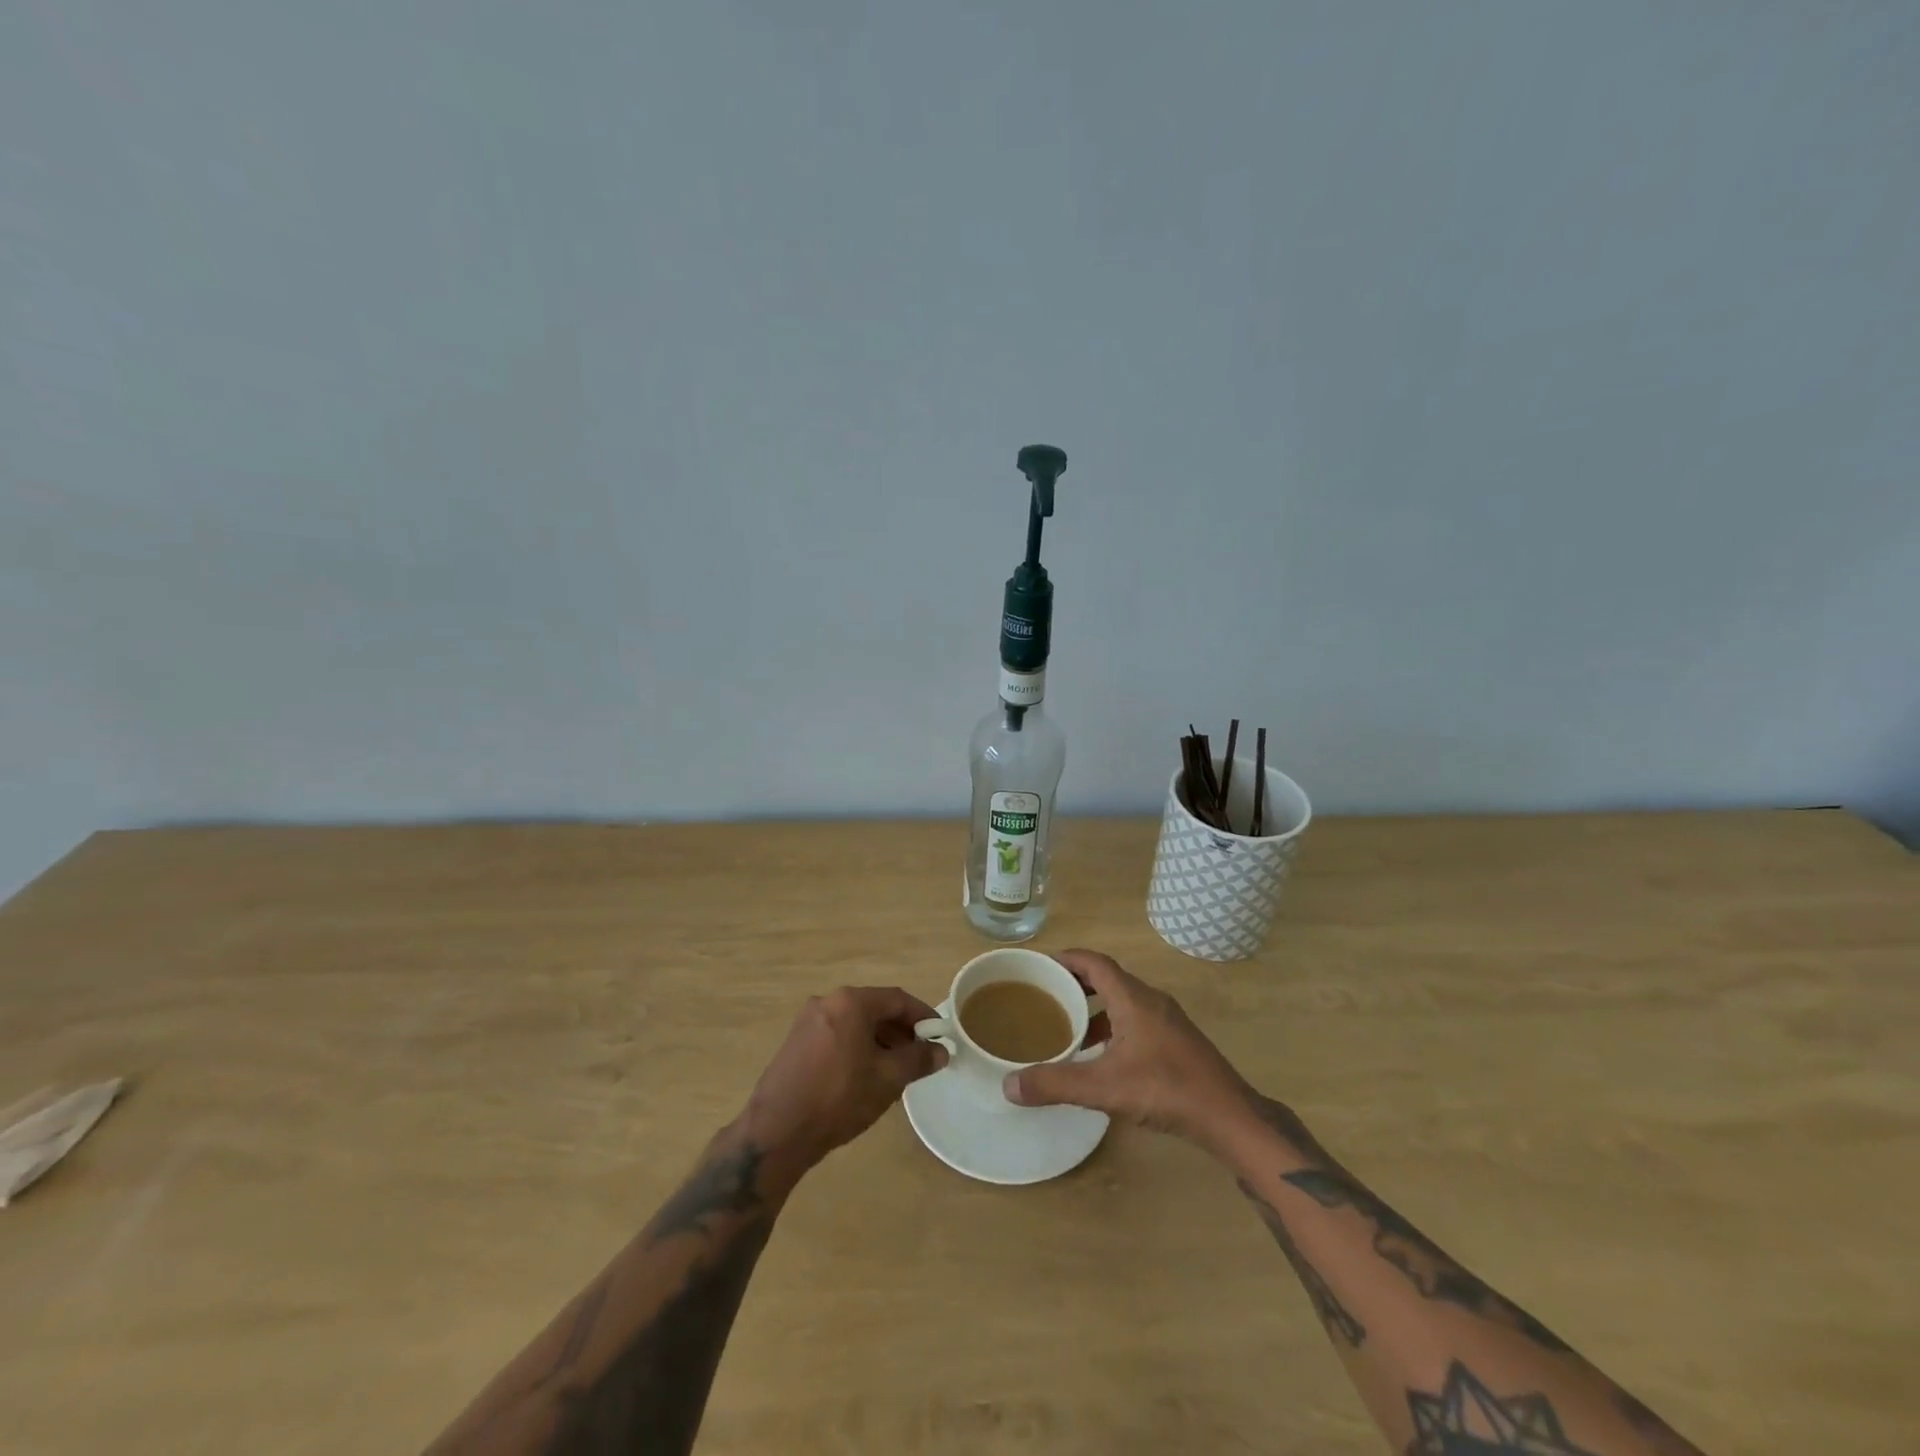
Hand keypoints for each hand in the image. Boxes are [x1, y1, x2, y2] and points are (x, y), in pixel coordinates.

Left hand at [739, 986, 947, 1172]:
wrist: (777, 1132)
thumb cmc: (839, 1098)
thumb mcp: (888, 1079)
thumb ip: (918, 1060)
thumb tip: (941, 1051)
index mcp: (851, 1002)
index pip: (897, 999)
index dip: (923, 1017)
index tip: (940, 1037)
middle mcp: (827, 1002)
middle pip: (875, 1009)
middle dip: (900, 1032)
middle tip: (919, 1058)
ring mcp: (807, 1022)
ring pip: (855, 1024)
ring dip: (879, 1042)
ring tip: (895, 1073)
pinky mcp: (795, 1043)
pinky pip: (837, 1036)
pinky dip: (857, 1049)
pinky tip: (865, 1078)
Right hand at [1003, 949, 1251, 1144]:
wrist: (1229, 1117)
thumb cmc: (1166, 1089)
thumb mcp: (1104, 1087)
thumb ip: (1056, 1084)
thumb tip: (1009, 1086)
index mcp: (1133, 998)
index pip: (1095, 962)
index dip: (1067, 958)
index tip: (1041, 965)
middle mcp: (1151, 1000)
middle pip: (1108, 978)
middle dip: (1076, 983)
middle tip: (1046, 996)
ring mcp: (1168, 1020)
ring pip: (1123, 1001)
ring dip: (1095, 1008)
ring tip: (1068, 1027)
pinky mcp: (1177, 1041)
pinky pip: (1136, 1019)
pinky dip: (1113, 1026)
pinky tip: (1102, 1056)